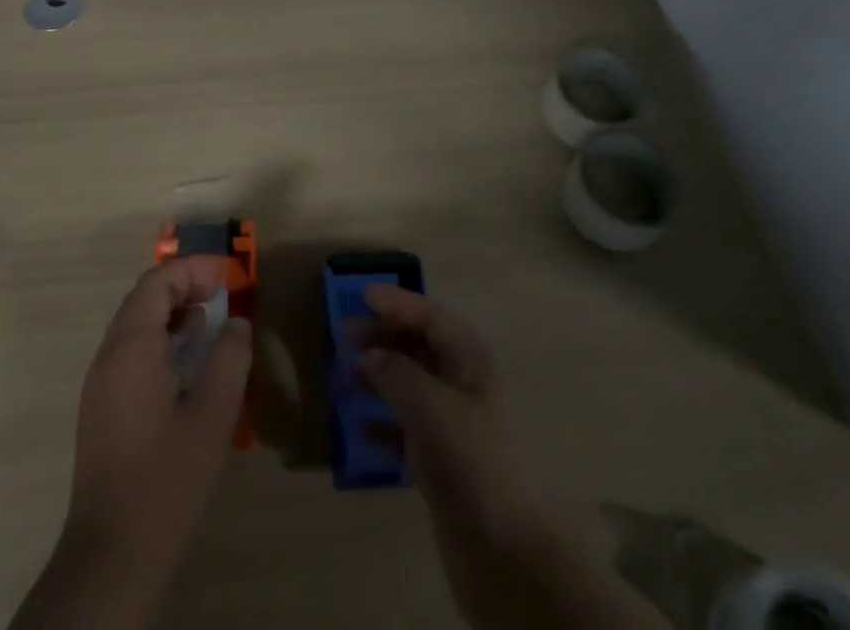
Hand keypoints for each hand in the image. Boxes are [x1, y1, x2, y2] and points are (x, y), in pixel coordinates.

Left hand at [13, 257, 250, 629]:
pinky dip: (159, 338)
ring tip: (209, 323)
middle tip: (221, 293)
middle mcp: (109, 355)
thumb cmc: (167, 478)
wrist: (112, 554)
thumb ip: (229, 358)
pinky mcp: (101, 407)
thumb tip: (236, 323)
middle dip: (183, 285)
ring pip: (135, 324)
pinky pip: (129, 350)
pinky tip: (185, 362)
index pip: (158, 282)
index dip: (193, 269)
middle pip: (143, 298)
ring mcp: (100, 382)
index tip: (228, 276)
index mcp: (131, 347)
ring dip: (171, 312)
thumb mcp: (213, 415)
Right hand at [363, 286, 668, 629]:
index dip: (397, 303)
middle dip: (384, 336)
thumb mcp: (432, 408)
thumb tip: (369, 354)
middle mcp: (461, 381)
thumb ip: (397, 373)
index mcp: (469, 359)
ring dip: (378, 374)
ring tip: (344, 375)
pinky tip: (358, 426)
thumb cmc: (473, 462)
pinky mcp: (440, 456)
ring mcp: (451, 420)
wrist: (505, 552)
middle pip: (419, 344)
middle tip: (344, 336)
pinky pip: (405, 423)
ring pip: (409, 382)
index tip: (361, 297)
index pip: (430, 316)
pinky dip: (382, 420)